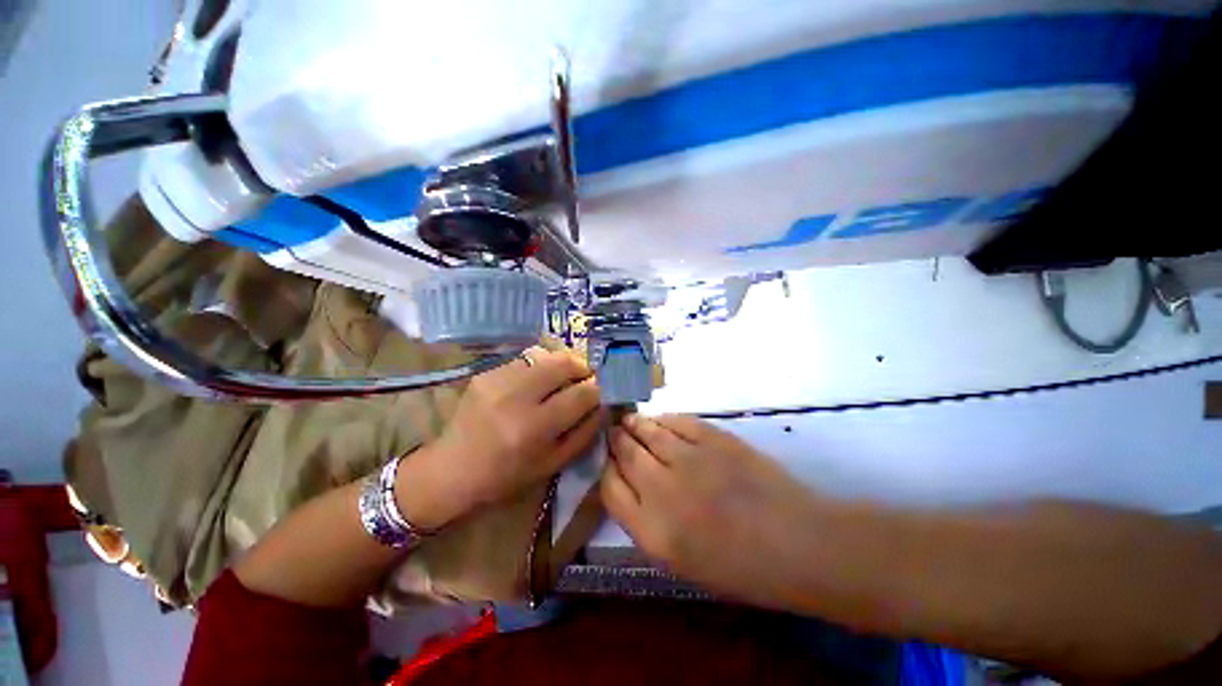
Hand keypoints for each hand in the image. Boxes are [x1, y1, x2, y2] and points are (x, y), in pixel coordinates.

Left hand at [399, 347, 602, 529]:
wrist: (452, 469)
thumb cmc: (506, 476)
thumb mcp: (553, 463)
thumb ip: (585, 432)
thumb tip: (605, 404)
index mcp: (534, 427)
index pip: (582, 394)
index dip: (598, 389)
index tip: (601, 392)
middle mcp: (516, 397)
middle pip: (564, 363)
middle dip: (582, 367)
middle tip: (585, 379)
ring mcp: (498, 380)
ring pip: (545, 356)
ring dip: (561, 365)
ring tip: (562, 380)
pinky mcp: (486, 373)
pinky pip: (525, 360)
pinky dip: (539, 368)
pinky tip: (535, 383)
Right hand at [602, 414, 820, 608]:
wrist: (798, 544)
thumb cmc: (741, 567)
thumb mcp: (682, 563)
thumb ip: (649, 524)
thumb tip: (632, 487)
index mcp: (653, 532)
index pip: (610, 489)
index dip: (607, 471)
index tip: (610, 462)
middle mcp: (663, 491)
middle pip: (626, 454)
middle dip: (616, 440)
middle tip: (614, 431)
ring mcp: (689, 459)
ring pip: (648, 432)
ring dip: (634, 424)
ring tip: (628, 419)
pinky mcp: (714, 438)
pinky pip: (678, 421)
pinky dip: (664, 419)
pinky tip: (660, 420)